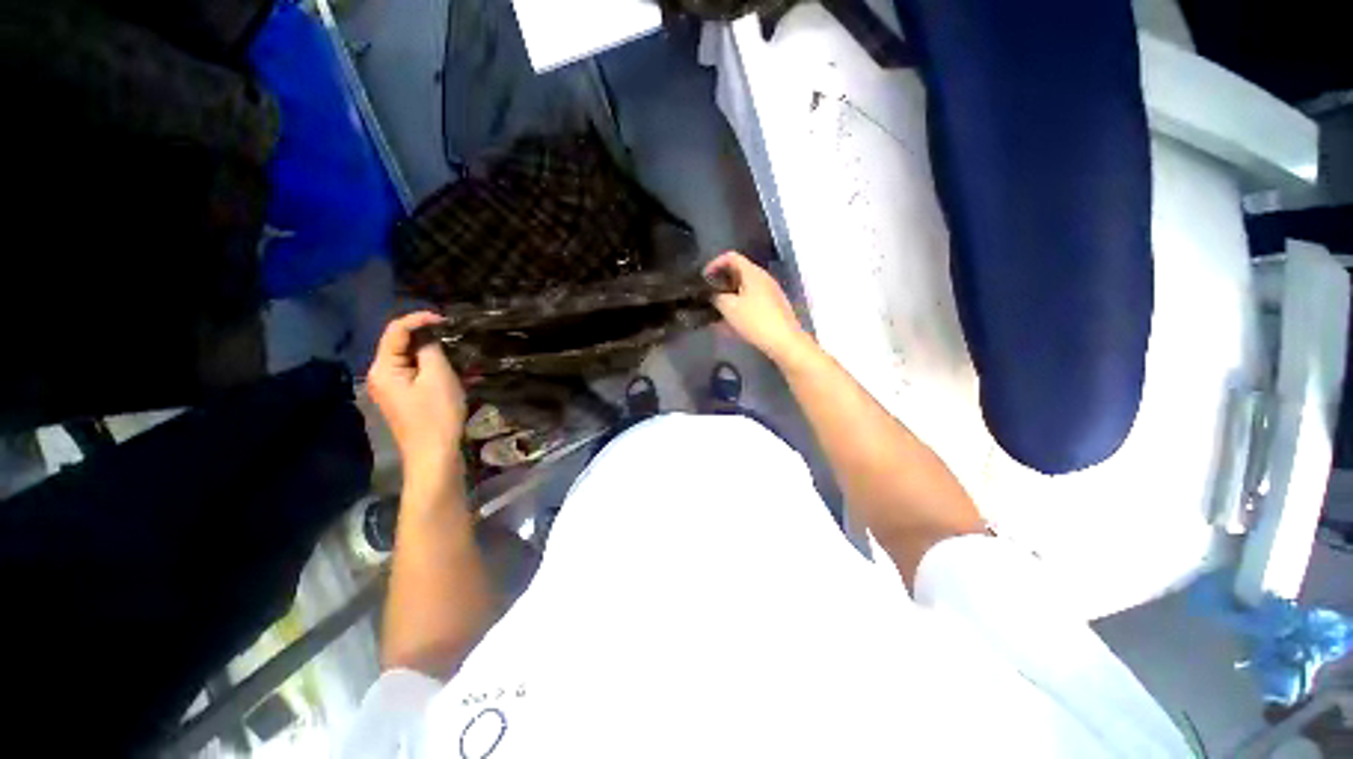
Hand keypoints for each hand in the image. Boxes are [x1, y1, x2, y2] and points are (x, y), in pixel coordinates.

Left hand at [368, 312, 466, 484]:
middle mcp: (381, 375)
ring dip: (434, 353)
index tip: (446, 318)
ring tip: (459, 354)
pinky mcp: (404, 399)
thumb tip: (429, 336)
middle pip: (401, 344)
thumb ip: (431, 349)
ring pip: (411, 360)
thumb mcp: (438, 376)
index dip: (419, 319)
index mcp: (383, 368)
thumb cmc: (436, 414)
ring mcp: (392, 389)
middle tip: (455, 336)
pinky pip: (417, 374)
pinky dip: (434, 368)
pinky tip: (454, 372)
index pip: (395, 330)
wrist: (434, 454)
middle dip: (427, 337)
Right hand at [705, 251, 813, 364]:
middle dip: (721, 282)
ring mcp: (770, 292)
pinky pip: (752, 300)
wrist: (784, 341)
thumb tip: (711, 294)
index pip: (731, 257)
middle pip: (738, 272)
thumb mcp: (729, 308)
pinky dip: (739, 306)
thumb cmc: (755, 320)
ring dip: (729, 296)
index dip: (714, 264)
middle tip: (708, 295)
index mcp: (753, 273)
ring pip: (745, 288)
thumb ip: (716, 297)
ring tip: (716, 311)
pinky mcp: (774, 307)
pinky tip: (731, 321)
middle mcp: (763, 278)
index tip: (703, 278)